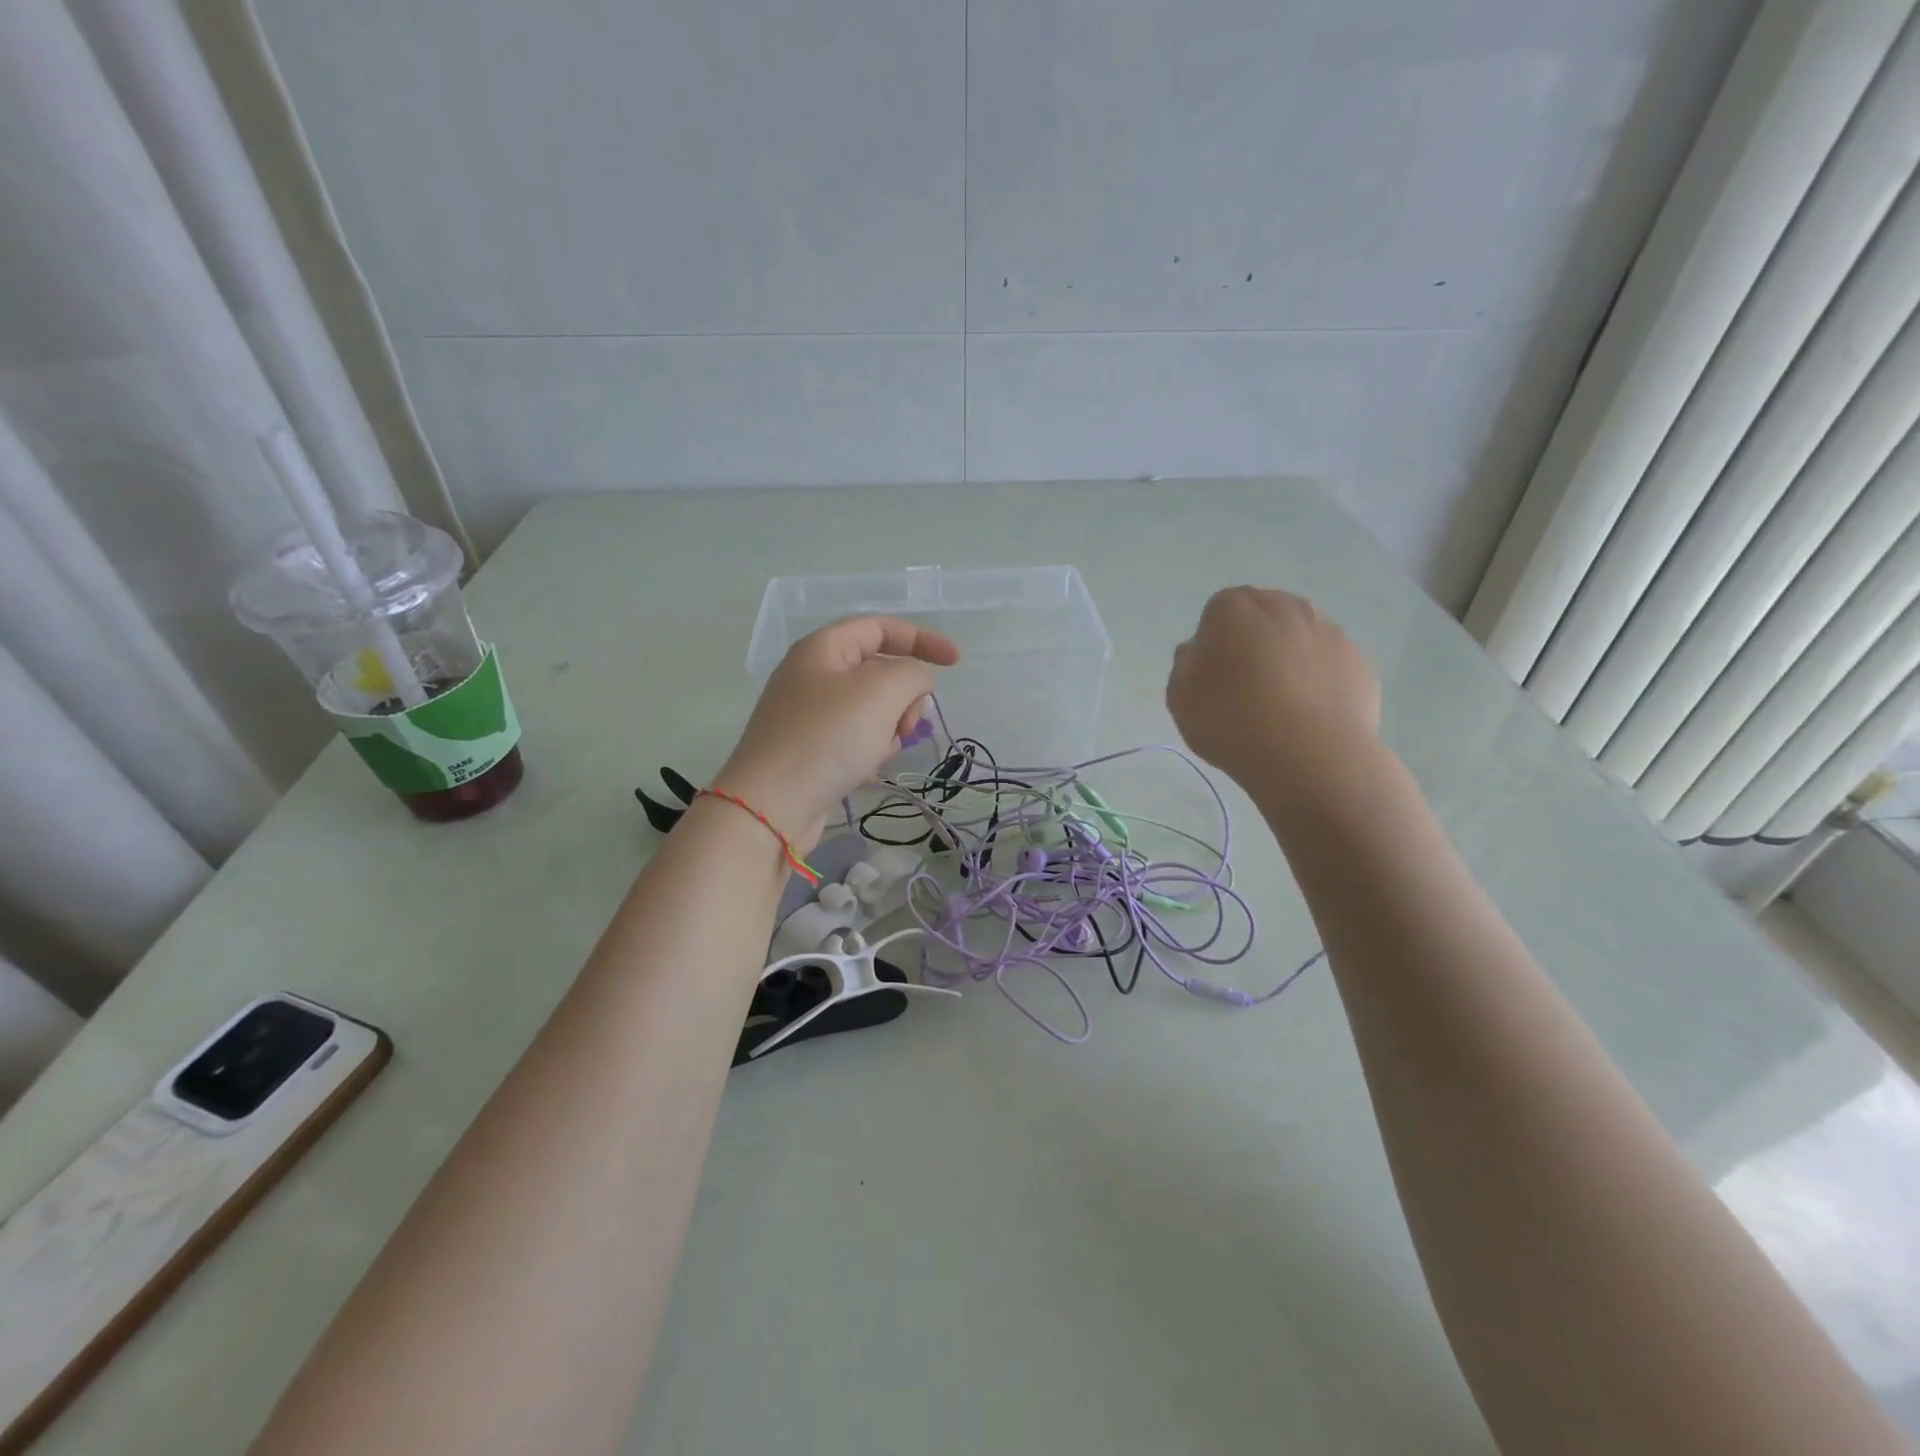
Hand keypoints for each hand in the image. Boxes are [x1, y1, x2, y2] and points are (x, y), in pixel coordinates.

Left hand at [714, 616, 960, 851]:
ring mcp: (810, 715)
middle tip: (907, 724)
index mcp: (824, 649)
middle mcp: (813, 676)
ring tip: (878, 752)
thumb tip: (917, 681)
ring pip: (873, 710)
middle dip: (905, 696)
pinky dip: (869, 751)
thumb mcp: (881, 692)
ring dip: (888, 729)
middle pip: (880, 672)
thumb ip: (913, 673)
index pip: (881, 628)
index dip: (922, 639)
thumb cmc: (827, 738)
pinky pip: (856, 739)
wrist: (771, 807)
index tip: (956, 662)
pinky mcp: (812, 750)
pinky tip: (861, 772)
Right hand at [1166, 587, 1379, 790]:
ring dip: (1288, 658)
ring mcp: (1329, 632)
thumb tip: (1201, 651)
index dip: (1213, 642)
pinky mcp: (1359, 662)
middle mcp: (1286, 607)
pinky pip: (1328, 664)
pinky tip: (1308, 716)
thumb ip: (1185, 664)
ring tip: (1280, 705)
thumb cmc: (1232, 722)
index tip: (1212, 675)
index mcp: (1236, 609)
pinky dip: (1318, 680)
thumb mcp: (1180, 697)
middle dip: (1253, 641)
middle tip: (1243, 686)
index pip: (1218, 610)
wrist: (1310, 758)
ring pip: (1299, 637)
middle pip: (1263, 616)